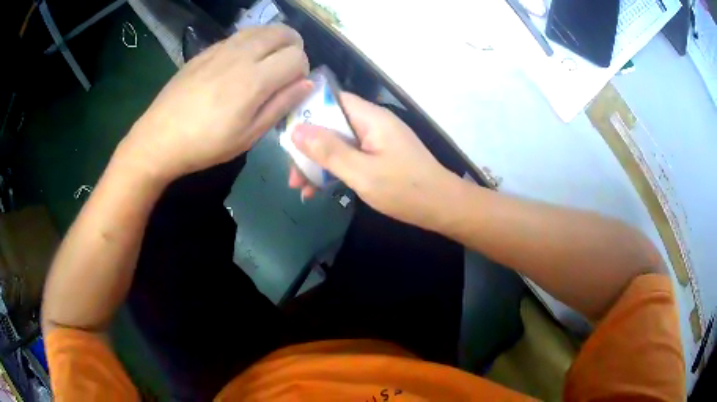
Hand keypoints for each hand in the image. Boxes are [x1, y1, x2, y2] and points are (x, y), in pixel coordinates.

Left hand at [120, 25, 311, 180]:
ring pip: (262, 29)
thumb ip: (280, 106)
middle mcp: (242, 55)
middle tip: (284, 69)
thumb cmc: (205, 145)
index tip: (291, 87)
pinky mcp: (207, 50)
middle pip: (284, 32)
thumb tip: (308, 84)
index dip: (302, 70)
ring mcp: (222, 48)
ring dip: (273, 41)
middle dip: (293, 47)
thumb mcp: (248, 136)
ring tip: (265, 63)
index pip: (298, 56)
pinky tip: (240, 63)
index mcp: (254, 80)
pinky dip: (252, 42)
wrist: (159, 138)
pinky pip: (239, 35)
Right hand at [288, 92, 456, 227]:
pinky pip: (349, 157)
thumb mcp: (362, 172)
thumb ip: (329, 151)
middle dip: (308, 148)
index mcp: (371, 118)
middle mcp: (372, 124)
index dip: (307, 111)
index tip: (285, 132)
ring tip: (300, 188)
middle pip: (332, 125)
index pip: (333, 100)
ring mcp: (376, 141)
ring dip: (318, 163)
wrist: (442, 208)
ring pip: (338, 144)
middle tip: (292, 174)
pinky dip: (334, 171)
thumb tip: (296, 130)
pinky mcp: (378, 157)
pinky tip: (318, 191)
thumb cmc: (405, 189)